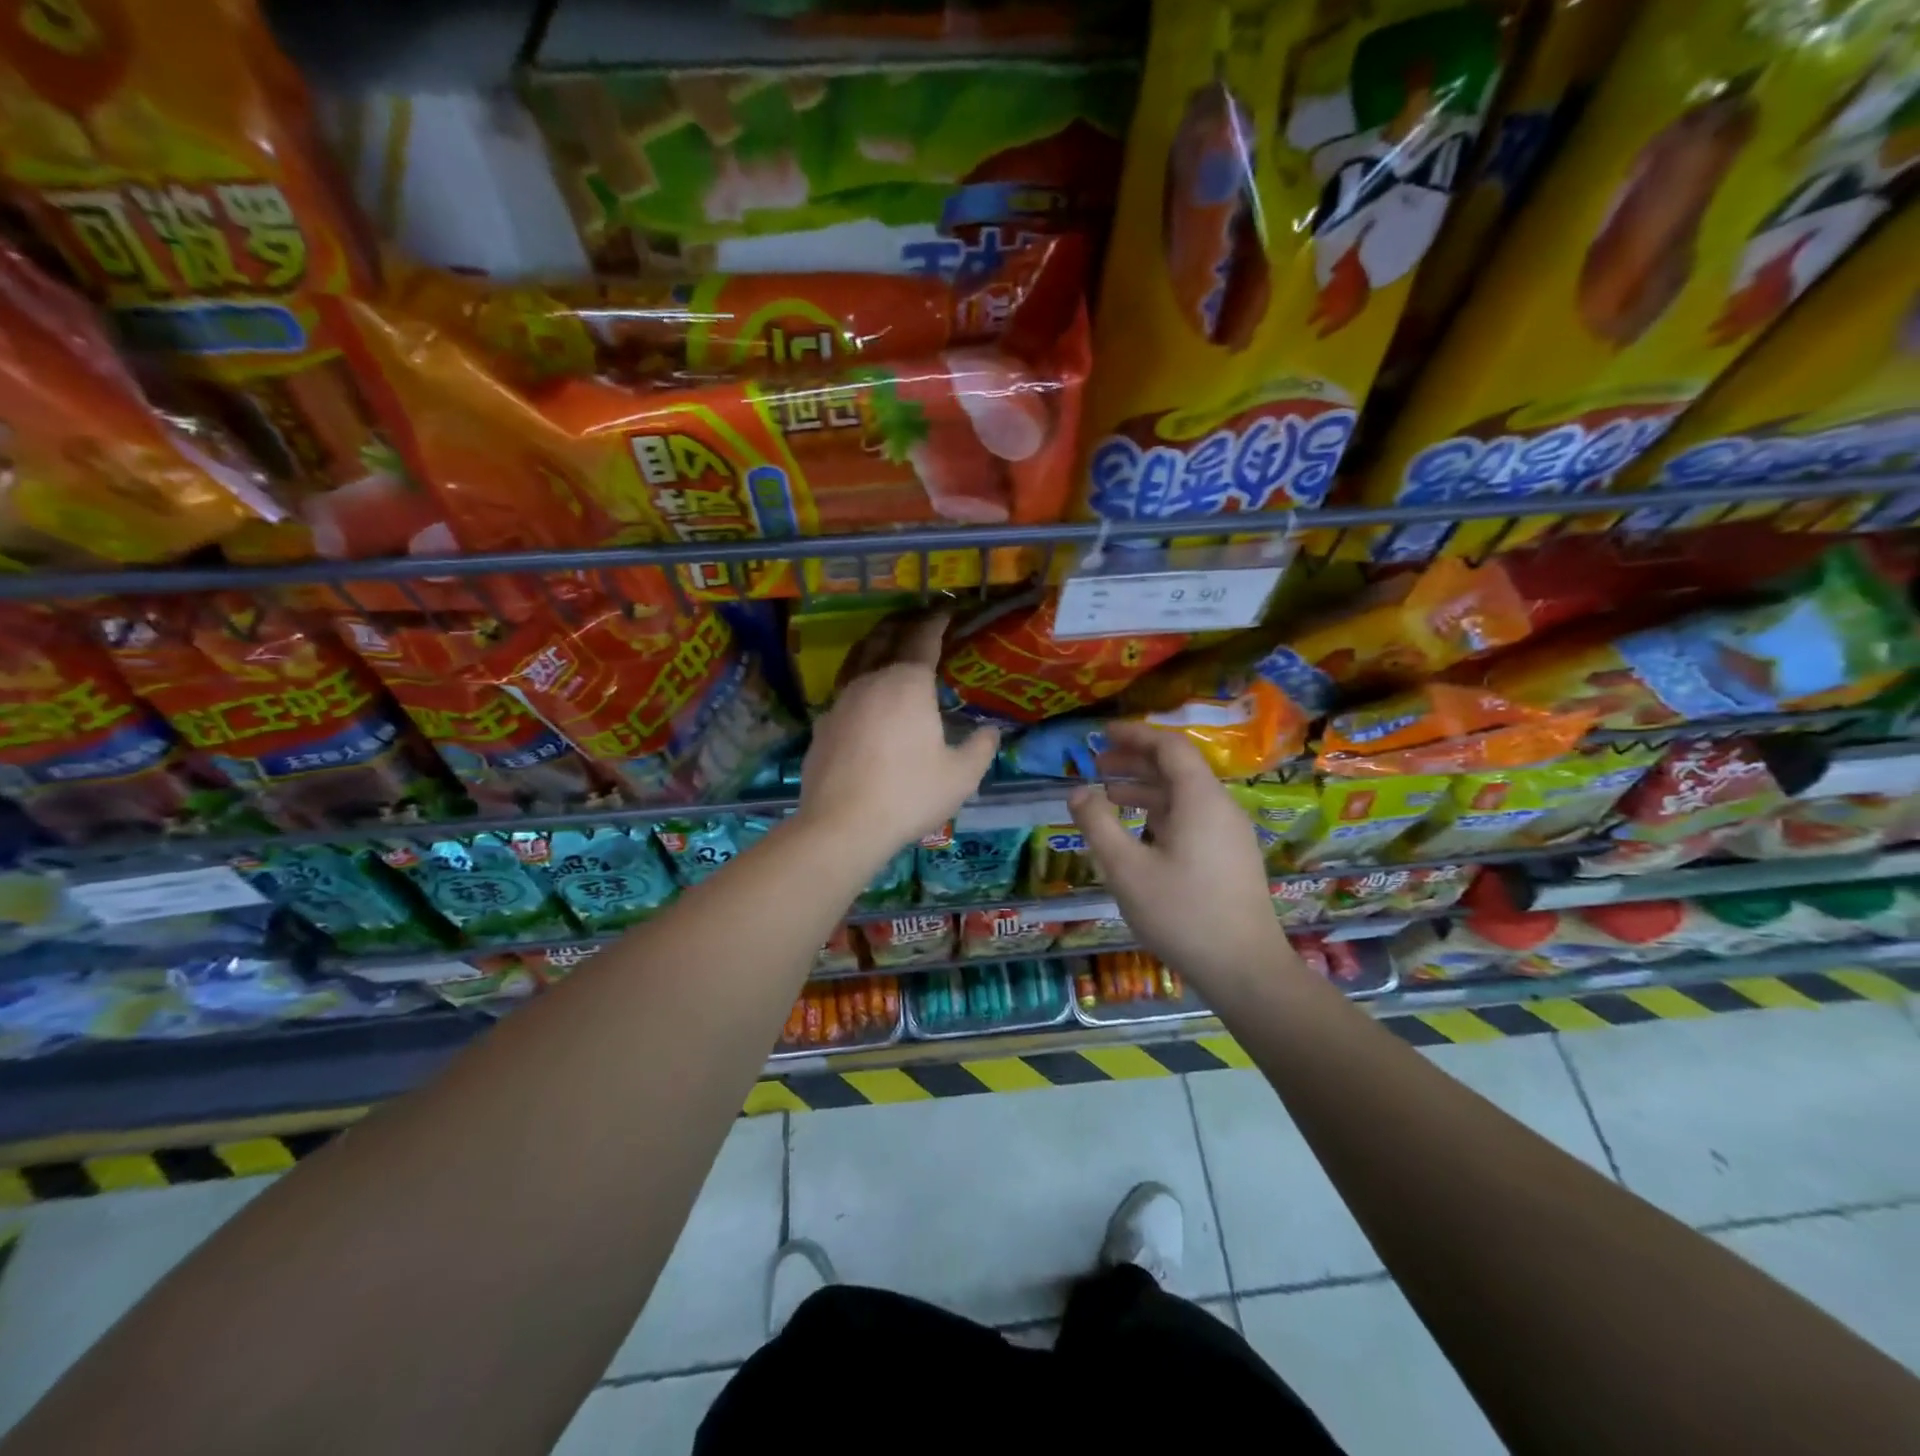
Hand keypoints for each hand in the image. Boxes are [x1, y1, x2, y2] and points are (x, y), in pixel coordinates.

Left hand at [797, 613, 999, 861]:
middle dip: (904, 623)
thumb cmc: (908, 795)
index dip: (937, 621)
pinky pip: (844, 688)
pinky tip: (865, 694)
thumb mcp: (961, 776)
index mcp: (907, 684)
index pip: (923, 638)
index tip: (947, 611)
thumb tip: (990, 731)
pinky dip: (859, 677)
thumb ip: (980, 748)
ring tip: (888, 643)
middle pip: (885, 638)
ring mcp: (841, 701)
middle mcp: (871, 681)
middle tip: (919, 620)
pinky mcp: (823, 724)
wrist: (841, 826)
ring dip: (876, 644)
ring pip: (859, 658)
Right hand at [1069, 723, 1294, 994]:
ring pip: (1184, 795)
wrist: (1245, 969)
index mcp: (1200, 799)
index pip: (1169, 747)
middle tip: (1096, 764)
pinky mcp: (1230, 856)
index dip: (1135, 735)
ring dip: (1146, 788)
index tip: (1101, 734)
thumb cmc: (1182, 913)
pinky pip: (1192, 817)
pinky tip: (1138, 831)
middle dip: (1135, 761)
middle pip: (1177, 768)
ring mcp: (1229, 833)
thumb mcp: (1126, 869)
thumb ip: (1097, 824)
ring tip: (1108, 795)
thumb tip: (1077, 791)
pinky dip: (1161, 812)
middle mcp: (1220, 807)